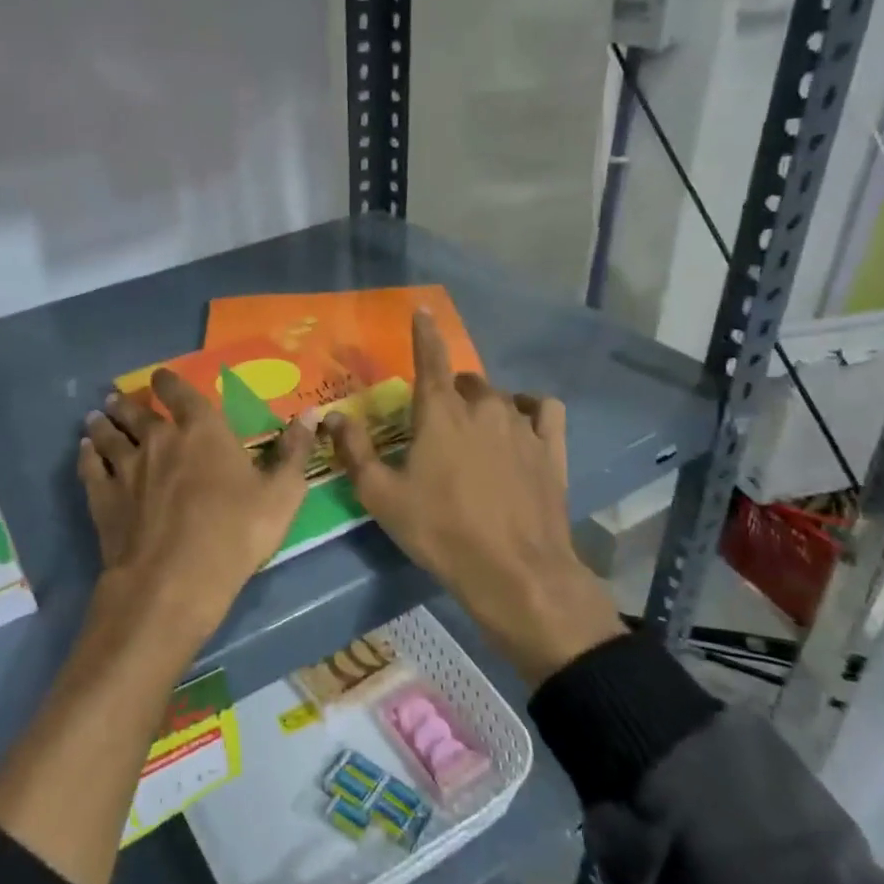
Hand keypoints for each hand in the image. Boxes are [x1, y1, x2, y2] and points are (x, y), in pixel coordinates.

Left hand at [80, 370, 315, 659]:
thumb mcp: (282, 495)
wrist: (174, 579)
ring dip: (102, 423)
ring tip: (95, 416)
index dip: (169, 382)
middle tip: (116, 397)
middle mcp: (158, 439)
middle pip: (137, 412)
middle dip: (128, 402)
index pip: (181, 393)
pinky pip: (90, 466)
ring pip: (108, 435)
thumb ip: (295, 452)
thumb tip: (312, 414)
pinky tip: (84, 451)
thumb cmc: (235, 533)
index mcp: (202, 431)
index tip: (160, 377)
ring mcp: (126, 467)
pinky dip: (86, 455)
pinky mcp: (103, 497)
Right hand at [325, 312, 624, 686]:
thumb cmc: (439, 530)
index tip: (423, 312)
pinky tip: (522, 425)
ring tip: (475, 435)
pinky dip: (529, 409)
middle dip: (449, 392)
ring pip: (499, 397)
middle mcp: (483, 407)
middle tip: (436, 425)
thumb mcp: (381, 496)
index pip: (430, 357)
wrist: (513, 571)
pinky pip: (542, 410)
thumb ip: (354, 451)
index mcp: (440, 412)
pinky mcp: (551, 447)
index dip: (424, 333)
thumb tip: (333, 417)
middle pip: (464, 382)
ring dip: (482, 406)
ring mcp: (522, 425)